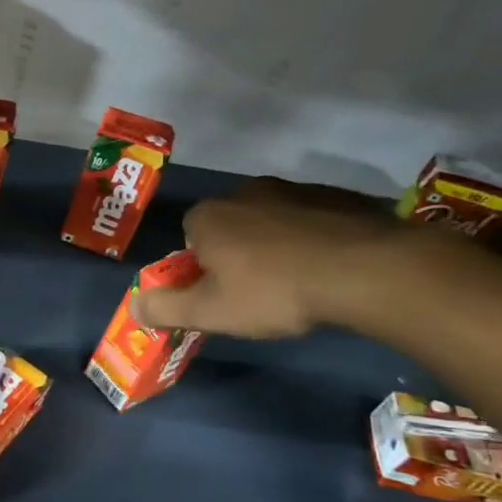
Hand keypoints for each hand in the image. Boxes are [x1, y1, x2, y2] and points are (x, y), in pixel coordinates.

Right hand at [132, 178, 404, 337]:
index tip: (220, 291)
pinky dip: (313, 238)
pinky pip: (311, 218)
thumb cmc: (275, 291)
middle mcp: (245, 191)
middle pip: (229, 225)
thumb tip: (134, 306)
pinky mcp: (338, 195)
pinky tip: (328, 266)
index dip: (200, 266)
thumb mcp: (210, 312)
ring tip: (298, 280)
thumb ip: (165, 308)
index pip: (188, 236)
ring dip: (276, 243)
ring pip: (271, 220)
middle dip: (236, 251)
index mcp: (208, 215)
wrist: (368, 270)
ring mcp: (294, 189)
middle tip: (257, 290)